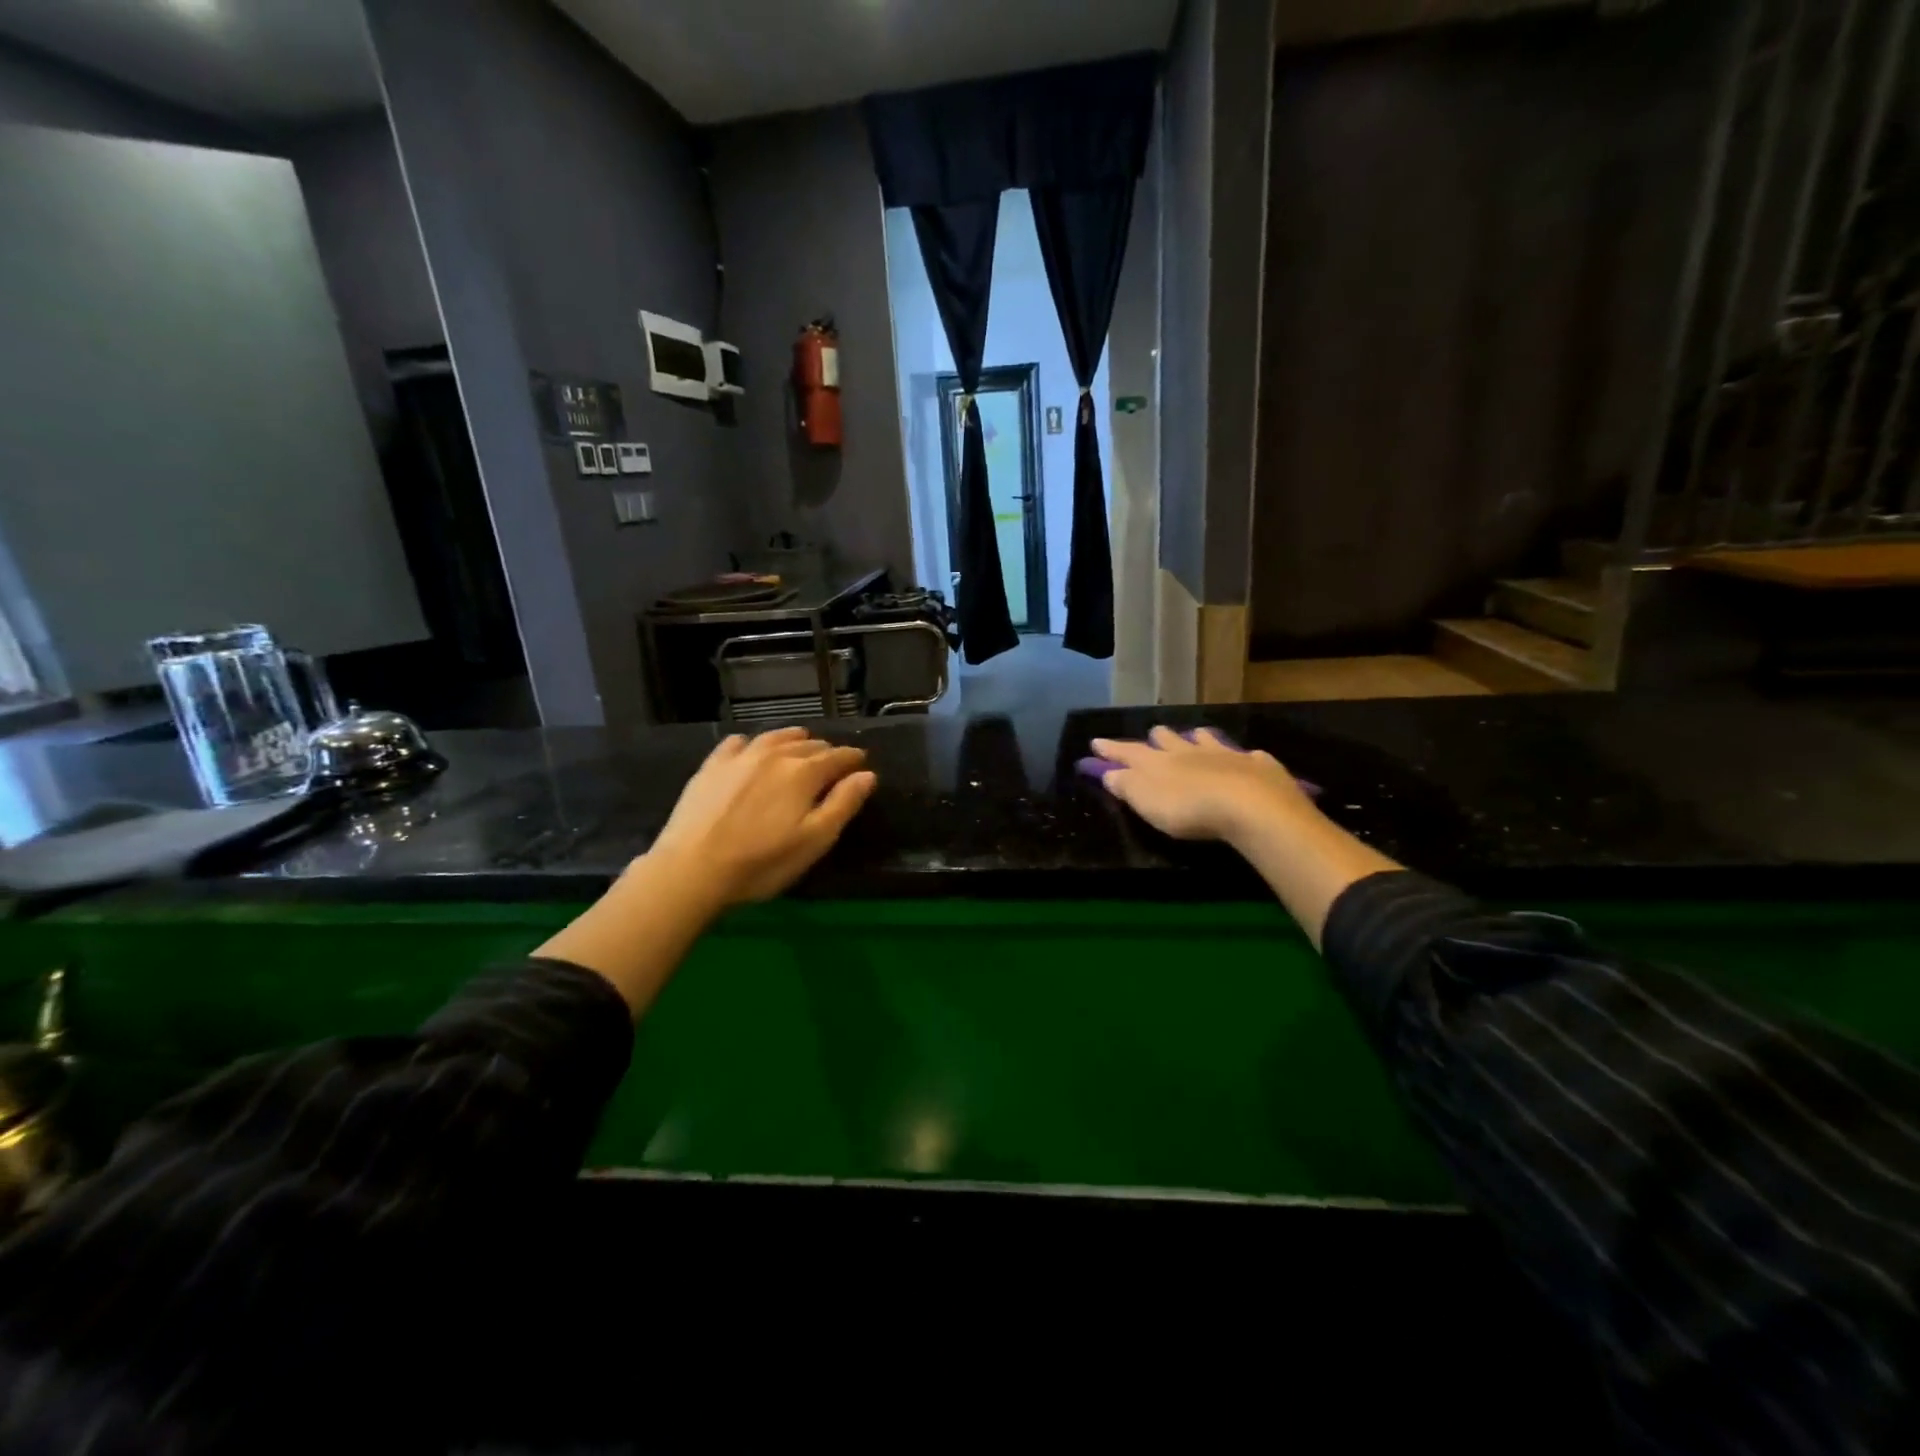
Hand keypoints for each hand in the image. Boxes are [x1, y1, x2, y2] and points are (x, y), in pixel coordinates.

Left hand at [646, 726, 877, 906]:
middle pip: (808, 744)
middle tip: (833, 762)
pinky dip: (754, 742)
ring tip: (801, 744)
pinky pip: (739, 742)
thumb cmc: (762, 862)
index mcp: (804, 772)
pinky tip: (752, 750)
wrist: (692, 868)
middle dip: (826, 751)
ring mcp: (740, 756)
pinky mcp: (712, 765)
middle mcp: (775, 754)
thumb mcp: (814, 840)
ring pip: (775, 737)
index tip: (861, 762)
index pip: (838, 756)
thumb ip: (843, 804)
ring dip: (794, 740)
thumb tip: (867, 774)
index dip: (853, 759)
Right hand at [1090, 726, 1398, 947]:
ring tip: (1195, 737)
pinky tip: (1247, 759)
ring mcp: (1226, 755)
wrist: (1251, 805)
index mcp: (1158, 762)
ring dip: (1197, 739)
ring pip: (1206, 740)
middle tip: (1153, 737)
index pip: (1128, 752)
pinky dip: (1242, 757)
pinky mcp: (1258, 766)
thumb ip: (1126, 786)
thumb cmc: (1188, 808)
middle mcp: (1189, 751)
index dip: (1111, 750)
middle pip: (1168, 739)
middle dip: (1157, 738)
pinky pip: (1247, 756)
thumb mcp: (1146, 801)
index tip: (1096, 742)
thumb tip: (1109, 772)